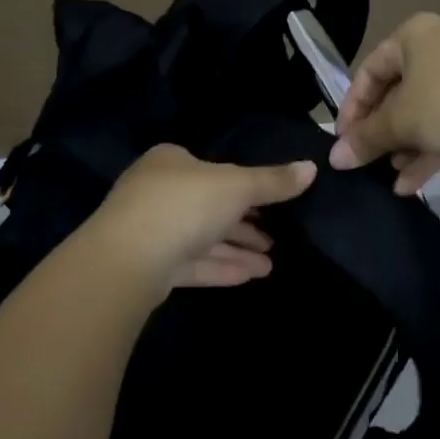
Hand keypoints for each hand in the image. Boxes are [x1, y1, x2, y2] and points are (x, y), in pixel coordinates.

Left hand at [87, 145, 316, 290]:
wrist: (128, 258)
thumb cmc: (184, 204)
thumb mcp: (237, 186)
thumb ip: (273, 181)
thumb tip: (311, 167)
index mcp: (171, 161)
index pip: (213, 169)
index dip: (244, 186)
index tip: (272, 204)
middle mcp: (157, 192)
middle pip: (209, 206)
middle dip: (244, 224)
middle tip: (276, 238)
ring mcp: (150, 231)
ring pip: (202, 238)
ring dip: (237, 249)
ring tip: (271, 264)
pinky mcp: (149, 267)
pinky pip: (193, 263)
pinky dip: (221, 267)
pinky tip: (252, 276)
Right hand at [329, 13, 439, 194]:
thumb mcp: (401, 122)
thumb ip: (366, 139)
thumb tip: (335, 159)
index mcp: (414, 35)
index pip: (369, 71)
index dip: (352, 109)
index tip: (344, 142)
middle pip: (398, 91)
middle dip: (382, 131)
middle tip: (368, 160)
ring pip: (426, 109)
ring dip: (406, 144)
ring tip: (391, 175)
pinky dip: (432, 146)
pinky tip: (413, 184)